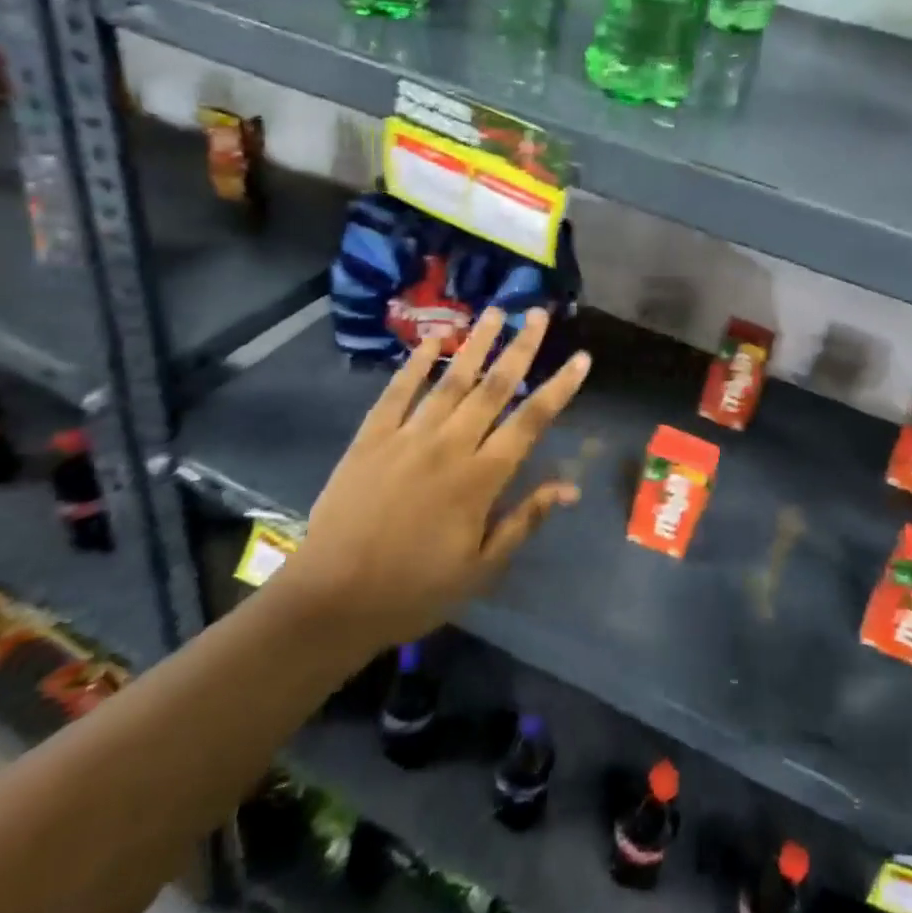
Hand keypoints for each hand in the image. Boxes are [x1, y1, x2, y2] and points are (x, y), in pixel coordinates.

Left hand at [280, 307, 588, 647]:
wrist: (330, 600)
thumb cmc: (414, 590)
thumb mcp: (480, 568)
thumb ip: (524, 519)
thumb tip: (569, 487)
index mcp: (481, 478)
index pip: (531, 421)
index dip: (559, 387)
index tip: (581, 358)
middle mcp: (450, 445)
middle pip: (494, 387)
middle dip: (521, 347)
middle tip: (539, 313)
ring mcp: (408, 436)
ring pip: (451, 379)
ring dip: (476, 343)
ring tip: (496, 311)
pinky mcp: (371, 437)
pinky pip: (398, 391)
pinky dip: (415, 363)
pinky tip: (432, 339)